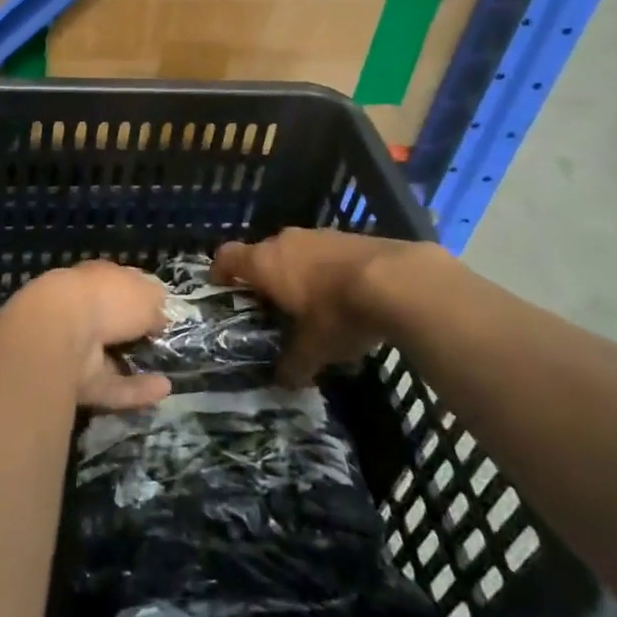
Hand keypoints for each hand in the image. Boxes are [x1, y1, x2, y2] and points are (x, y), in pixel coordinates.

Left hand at [0, 261, 172, 410]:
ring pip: (110, 357)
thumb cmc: (106, 299)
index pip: (120, 283)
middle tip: (163, 341)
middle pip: (112, 322)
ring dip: (136, 364)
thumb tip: (161, 315)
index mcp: (95, 279)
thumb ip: (155, 303)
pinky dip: (136, 389)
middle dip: (134, 332)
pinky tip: (164, 390)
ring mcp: (76, 347)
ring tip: (169, 370)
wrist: (59, 332)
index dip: (142, 294)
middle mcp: (83, 310)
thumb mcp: (144, 293)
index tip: (163, 308)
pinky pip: (112, 385)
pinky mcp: (77, 382)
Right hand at [214, 228, 438, 385]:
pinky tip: (341, 294)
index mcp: (265, 263)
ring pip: (294, 250)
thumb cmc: (337, 312)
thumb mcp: (314, 348)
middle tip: (269, 305)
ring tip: (307, 301)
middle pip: (262, 253)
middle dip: (263, 276)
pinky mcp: (347, 236)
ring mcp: (318, 235)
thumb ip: (293, 364)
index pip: (228, 256)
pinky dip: (323, 269)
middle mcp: (285, 241)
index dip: (220, 270)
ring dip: (295, 271)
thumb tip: (283, 382)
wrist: (396, 281)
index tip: (221, 287)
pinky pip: (323, 252)